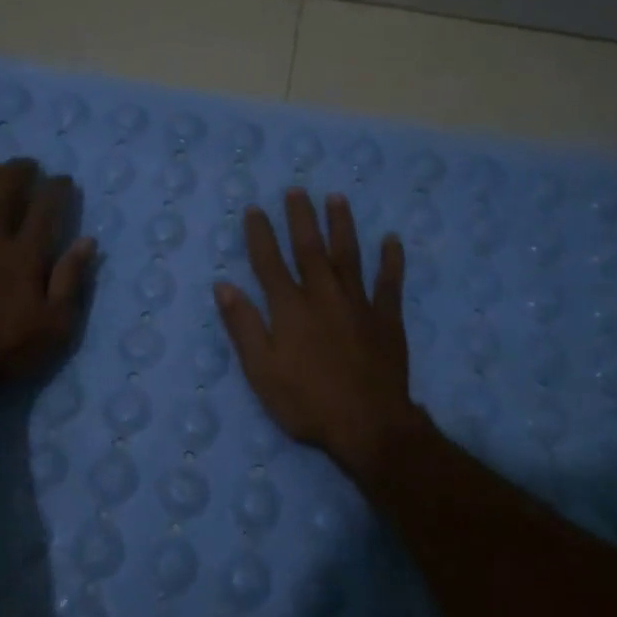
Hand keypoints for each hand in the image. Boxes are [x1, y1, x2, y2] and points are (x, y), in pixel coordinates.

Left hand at [0, 159, 95, 403]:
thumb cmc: (8, 349)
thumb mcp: (56, 325)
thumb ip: (71, 280)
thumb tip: (87, 242)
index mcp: (25, 256)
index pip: (45, 209)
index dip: (56, 189)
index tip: (64, 180)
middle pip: (4, 191)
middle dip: (18, 171)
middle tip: (29, 165)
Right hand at [214, 189, 426, 479]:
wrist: (368, 425)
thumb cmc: (307, 403)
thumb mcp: (262, 371)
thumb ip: (244, 326)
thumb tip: (224, 286)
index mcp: (290, 309)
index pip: (270, 263)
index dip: (261, 235)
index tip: (255, 209)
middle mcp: (324, 296)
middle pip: (310, 249)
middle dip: (301, 218)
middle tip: (296, 190)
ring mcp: (359, 305)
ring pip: (349, 256)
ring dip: (342, 225)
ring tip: (336, 198)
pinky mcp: (387, 319)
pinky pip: (390, 283)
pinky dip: (391, 260)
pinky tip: (392, 240)